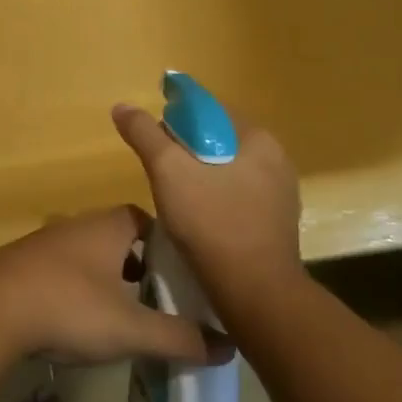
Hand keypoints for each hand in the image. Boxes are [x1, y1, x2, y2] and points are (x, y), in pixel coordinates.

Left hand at [0, 206, 226, 366]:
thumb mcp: (131, 328)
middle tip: (159, 300)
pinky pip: (62, 270)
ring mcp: (47, 244)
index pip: (144, 219)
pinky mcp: (23, 266)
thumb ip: (180, 337)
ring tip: (124, 314)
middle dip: (139, 264)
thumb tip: (229, 347)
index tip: (181, 273)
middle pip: (117, 237)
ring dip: (107, 278)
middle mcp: (78, 226)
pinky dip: (78, 289)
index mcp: (108, 227)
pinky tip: (80, 321)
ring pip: (89, 255)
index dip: (165, 242)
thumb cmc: (70, 306)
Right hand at [110, 102, 302, 303]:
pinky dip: (214, 199)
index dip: (176, 119)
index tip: (154, 141)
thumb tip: (122, 106)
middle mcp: (276, 160)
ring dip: (199, 176)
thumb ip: (145, 134)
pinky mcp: (275, 223)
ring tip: (173, 198)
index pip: (210, 111)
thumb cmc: (212, 223)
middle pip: (217, 140)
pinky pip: (237, 196)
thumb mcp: (168, 171)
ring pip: (226, 170)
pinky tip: (197, 219)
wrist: (256, 295)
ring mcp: (279, 194)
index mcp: (258, 139)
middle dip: (185, 151)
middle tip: (159, 172)